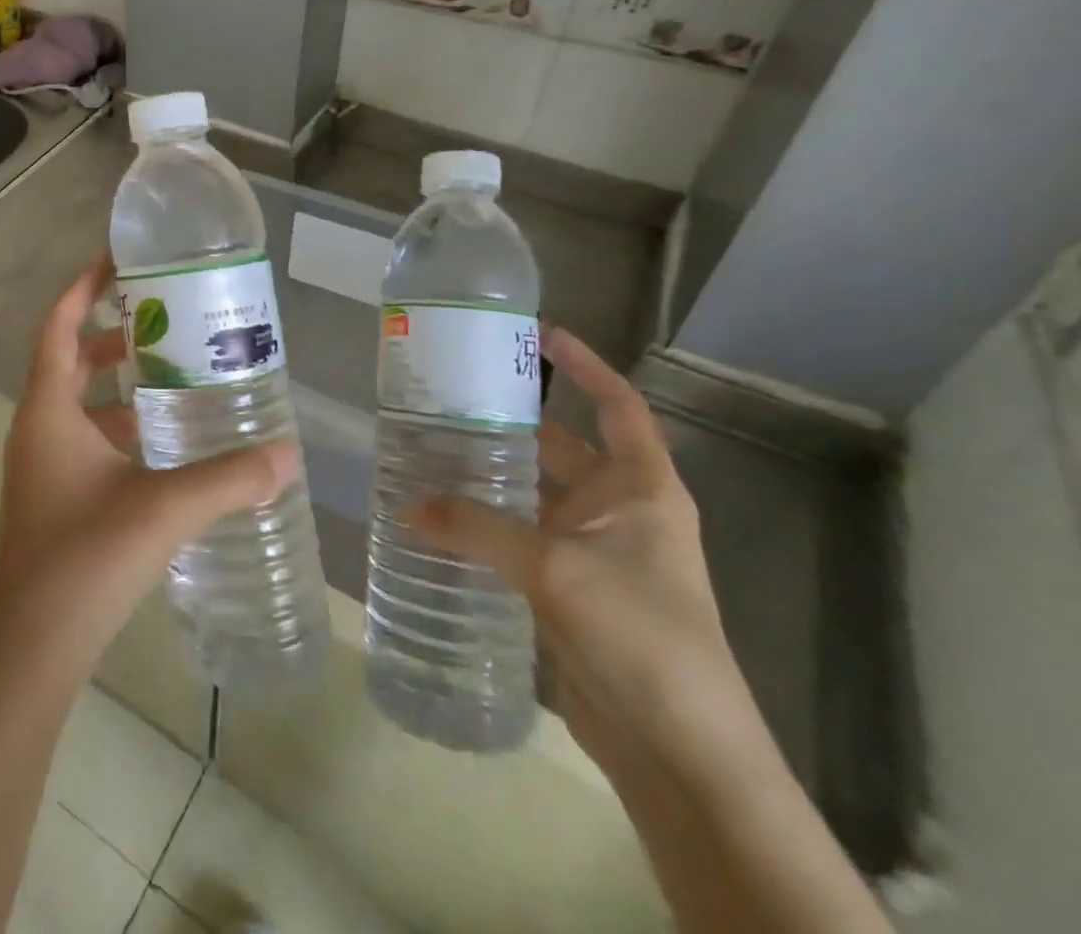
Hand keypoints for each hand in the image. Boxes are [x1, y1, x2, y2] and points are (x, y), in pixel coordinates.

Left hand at [0, 256, 299, 673]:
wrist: (31, 648)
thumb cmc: (85, 560)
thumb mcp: (164, 509)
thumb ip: (229, 479)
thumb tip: (289, 454)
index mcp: (48, 411)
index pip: (58, 326)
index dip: (82, 288)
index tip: (116, 261)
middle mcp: (37, 428)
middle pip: (68, 359)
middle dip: (110, 334)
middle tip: (163, 319)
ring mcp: (41, 465)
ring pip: (77, 402)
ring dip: (116, 384)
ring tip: (173, 373)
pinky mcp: (53, 496)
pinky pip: (84, 439)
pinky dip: (118, 427)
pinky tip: (162, 445)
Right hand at [411, 328, 759, 782]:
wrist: (681, 752)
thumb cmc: (640, 636)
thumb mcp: (555, 569)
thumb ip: (477, 529)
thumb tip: (406, 505)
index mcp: (640, 488)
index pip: (618, 406)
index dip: (586, 366)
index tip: (540, 335)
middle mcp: (618, 510)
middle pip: (561, 446)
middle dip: (510, 420)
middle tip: (450, 396)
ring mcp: (592, 551)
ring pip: (532, 494)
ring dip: (490, 475)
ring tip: (429, 447)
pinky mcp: (568, 588)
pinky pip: (518, 537)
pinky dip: (484, 523)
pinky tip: (439, 515)